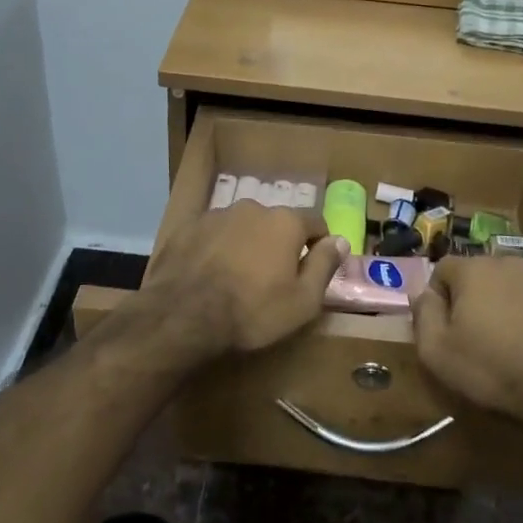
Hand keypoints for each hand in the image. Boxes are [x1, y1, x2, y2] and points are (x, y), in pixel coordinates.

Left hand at [142, 202, 347, 363]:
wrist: (182, 314)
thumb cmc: (252, 311)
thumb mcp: (303, 300)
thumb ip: (324, 266)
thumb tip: (340, 240)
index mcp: (285, 221)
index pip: (315, 223)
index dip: (318, 246)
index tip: (311, 270)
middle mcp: (253, 207)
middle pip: (276, 223)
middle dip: (279, 245)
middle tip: (272, 279)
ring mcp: (217, 214)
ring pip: (243, 227)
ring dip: (247, 245)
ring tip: (237, 278)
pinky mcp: (188, 227)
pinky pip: (213, 234)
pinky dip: (217, 249)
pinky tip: (210, 275)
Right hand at [411, 257, 522, 424]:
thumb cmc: (494, 371)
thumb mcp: (437, 352)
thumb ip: (423, 314)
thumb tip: (423, 293)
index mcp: (475, 270)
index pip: (443, 268)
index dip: (439, 296)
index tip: (446, 327)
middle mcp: (511, 263)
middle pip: (482, 274)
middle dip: (476, 298)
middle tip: (479, 336)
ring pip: (516, 285)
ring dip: (510, 304)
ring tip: (514, 342)